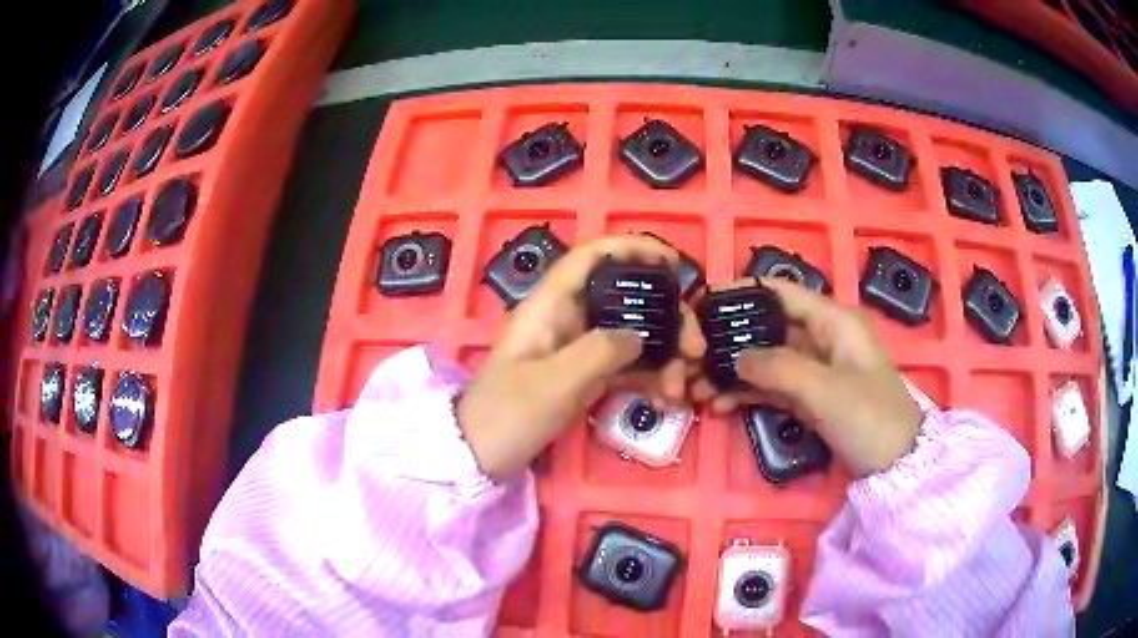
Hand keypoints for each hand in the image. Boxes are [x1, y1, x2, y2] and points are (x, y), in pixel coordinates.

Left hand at [458, 235, 705, 479]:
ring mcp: (578, 348)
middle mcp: (567, 318)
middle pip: (625, 296)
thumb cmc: (507, 415)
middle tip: (695, 348)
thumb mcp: (553, 383)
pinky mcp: (585, 374)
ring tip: (682, 385)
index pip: (592, 257)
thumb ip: (599, 351)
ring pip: (632, 332)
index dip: (633, 248)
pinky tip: (668, 396)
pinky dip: (650, 375)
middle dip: (667, 315)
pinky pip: (627, 363)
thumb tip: (640, 333)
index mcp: (549, 306)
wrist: (480, 456)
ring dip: (665, 353)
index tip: (674, 263)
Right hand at [691, 278, 921, 476]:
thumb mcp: (826, 390)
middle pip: (768, 327)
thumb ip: (779, 368)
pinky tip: (720, 405)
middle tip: (692, 355)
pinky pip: (773, 387)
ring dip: (734, 371)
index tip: (703, 303)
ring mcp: (815, 369)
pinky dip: (748, 393)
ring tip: (697, 387)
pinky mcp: (810, 397)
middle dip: (730, 340)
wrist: (897, 465)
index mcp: (833, 321)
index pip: (782, 292)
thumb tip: (735, 357)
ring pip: (766, 360)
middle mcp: (822, 337)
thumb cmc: (869, 417)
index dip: (743, 292)